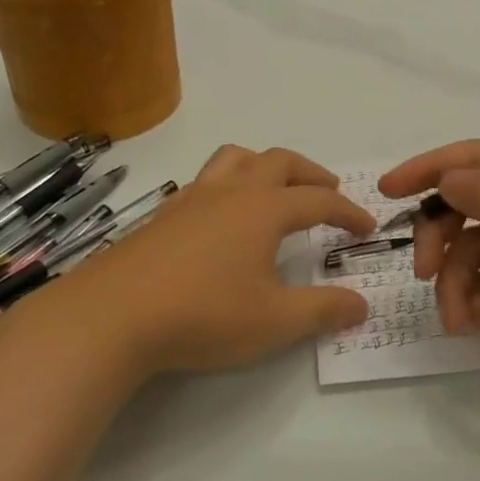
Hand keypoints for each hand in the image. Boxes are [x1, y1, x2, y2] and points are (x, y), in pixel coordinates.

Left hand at [69, 145, 373, 378]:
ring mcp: (193, 199)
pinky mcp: (163, 215)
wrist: (112, 315)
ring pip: (236, 158)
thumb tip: (361, 304)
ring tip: (275, 187)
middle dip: (311, 173)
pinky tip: (222, 216)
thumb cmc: (203, 315)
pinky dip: (228, 184)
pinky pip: (204, 181)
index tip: (367, 227)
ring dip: (264, 165)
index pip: (319, 200)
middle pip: (280, 161)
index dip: (348, 211)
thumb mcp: (274, 322)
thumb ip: (322, 311)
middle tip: (328, 190)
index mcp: (264, 209)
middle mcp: (231, 192)